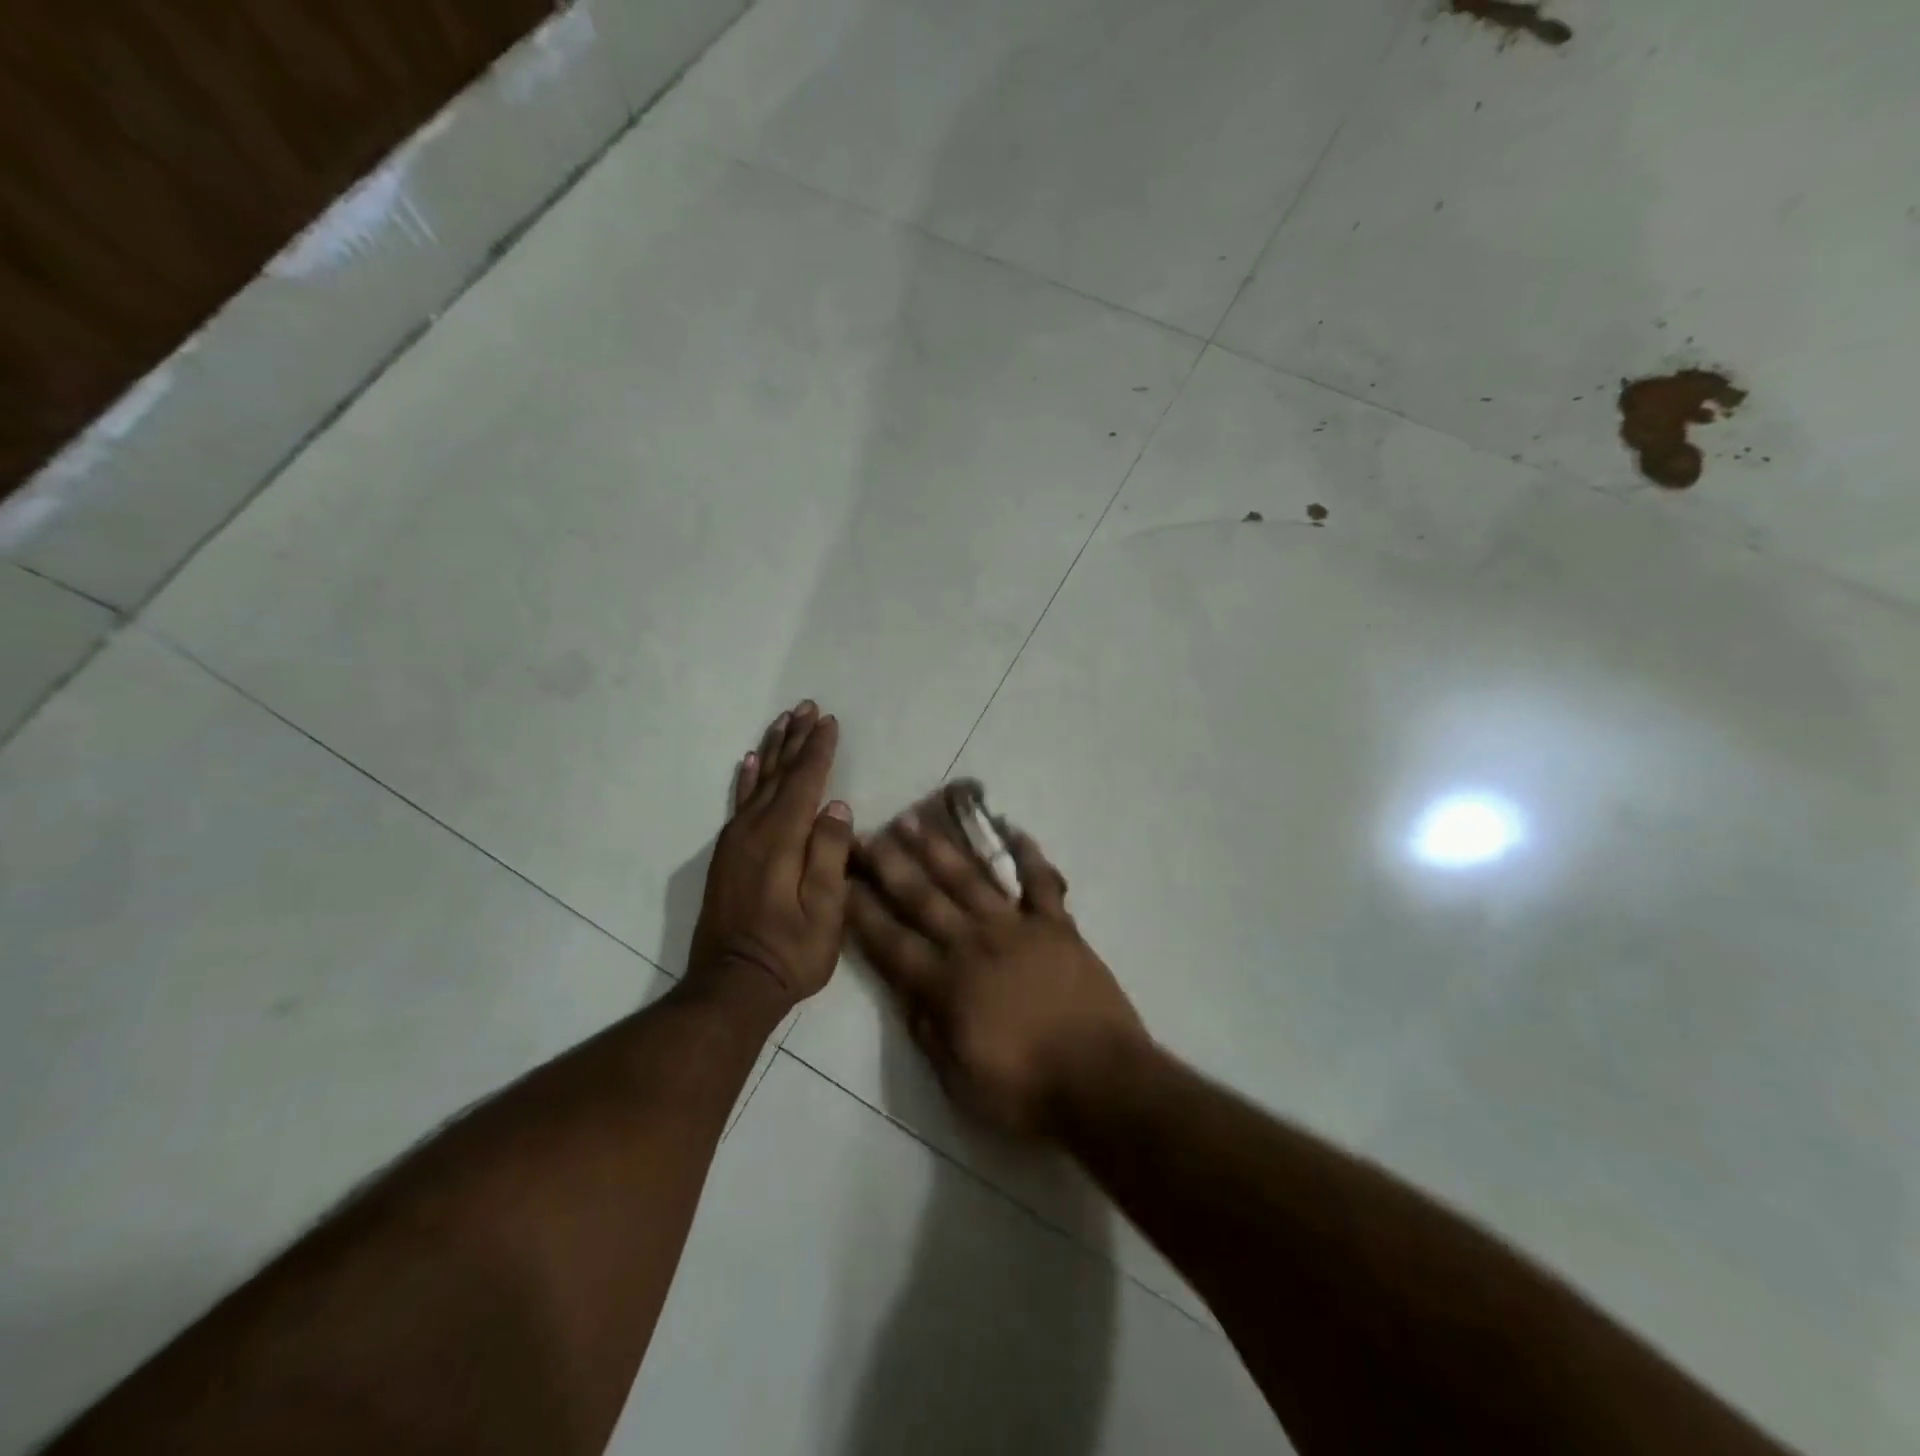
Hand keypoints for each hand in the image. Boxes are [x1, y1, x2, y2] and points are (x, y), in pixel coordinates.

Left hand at [687, 701, 854, 1013]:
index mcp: (781, 840)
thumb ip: (829, 855)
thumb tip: (837, 807)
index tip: (830, 722)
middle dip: (796, 739)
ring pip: (757, 782)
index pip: (804, 783)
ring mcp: (735, 842)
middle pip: (778, 774)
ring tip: (783, 721)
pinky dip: (745, 779)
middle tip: (807, 707)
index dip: (819, 751)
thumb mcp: (826, 912)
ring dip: (772, 750)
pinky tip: (749, 762)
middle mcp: (753, 831)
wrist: (732, 986)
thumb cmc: (790, 953)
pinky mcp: (727, 855)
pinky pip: (738, 804)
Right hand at [848, 809, 1146, 1136]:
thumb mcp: (959, 1080)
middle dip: (891, 864)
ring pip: (971, 878)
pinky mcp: (1058, 926)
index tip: (841, 879)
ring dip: (941, 848)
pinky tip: (1013, 828)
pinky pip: (1041, 882)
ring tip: (916, 819)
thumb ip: (927, 1031)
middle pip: (924, 897)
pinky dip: (1029, 854)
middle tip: (867, 832)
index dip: (863, 910)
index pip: (891, 941)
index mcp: (946, 984)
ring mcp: (1018, 929)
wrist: (1101, 1082)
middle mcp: (974, 944)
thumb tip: (905, 993)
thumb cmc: (1025, 1091)